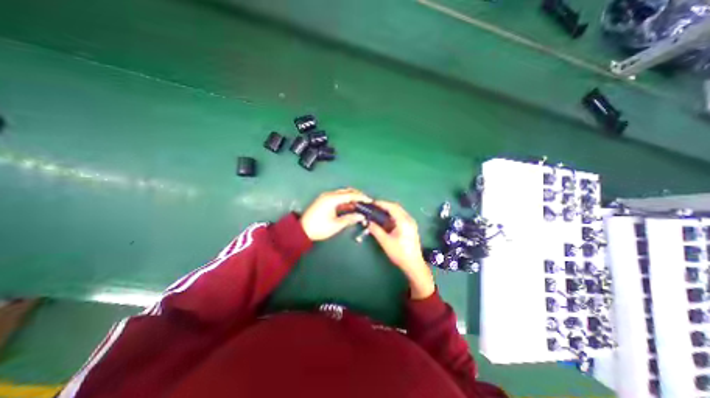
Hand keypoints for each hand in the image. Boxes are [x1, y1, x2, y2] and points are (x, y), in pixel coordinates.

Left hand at [299, 189, 371, 240]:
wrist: (301, 231)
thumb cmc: (319, 228)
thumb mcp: (336, 225)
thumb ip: (350, 218)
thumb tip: (361, 216)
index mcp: (332, 199)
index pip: (350, 195)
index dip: (361, 197)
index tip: (369, 200)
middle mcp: (329, 195)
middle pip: (346, 191)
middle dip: (357, 195)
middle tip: (366, 201)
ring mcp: (326, 197)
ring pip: (342, 194)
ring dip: (351, 198)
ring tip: (360, 204)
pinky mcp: (324, 201)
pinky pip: (338, 198)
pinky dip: (345, 201)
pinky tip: (351, 206)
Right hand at [368, 201, 436, 299]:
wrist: (414, 264)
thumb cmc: (399, 253)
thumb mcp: (385, 242)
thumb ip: (376, 230)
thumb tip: (368, 222)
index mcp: (404, 221)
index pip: (392, 207)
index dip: (381, 203)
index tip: (372, 203)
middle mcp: (409, 219)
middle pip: (396, 207)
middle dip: (385, 206)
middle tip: (374, 207)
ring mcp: (411, 223)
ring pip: (398, 212)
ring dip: (388, 210)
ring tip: (378, 212)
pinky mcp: (410, 227)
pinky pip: (400, 217)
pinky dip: (392, 216)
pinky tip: (385, 220)